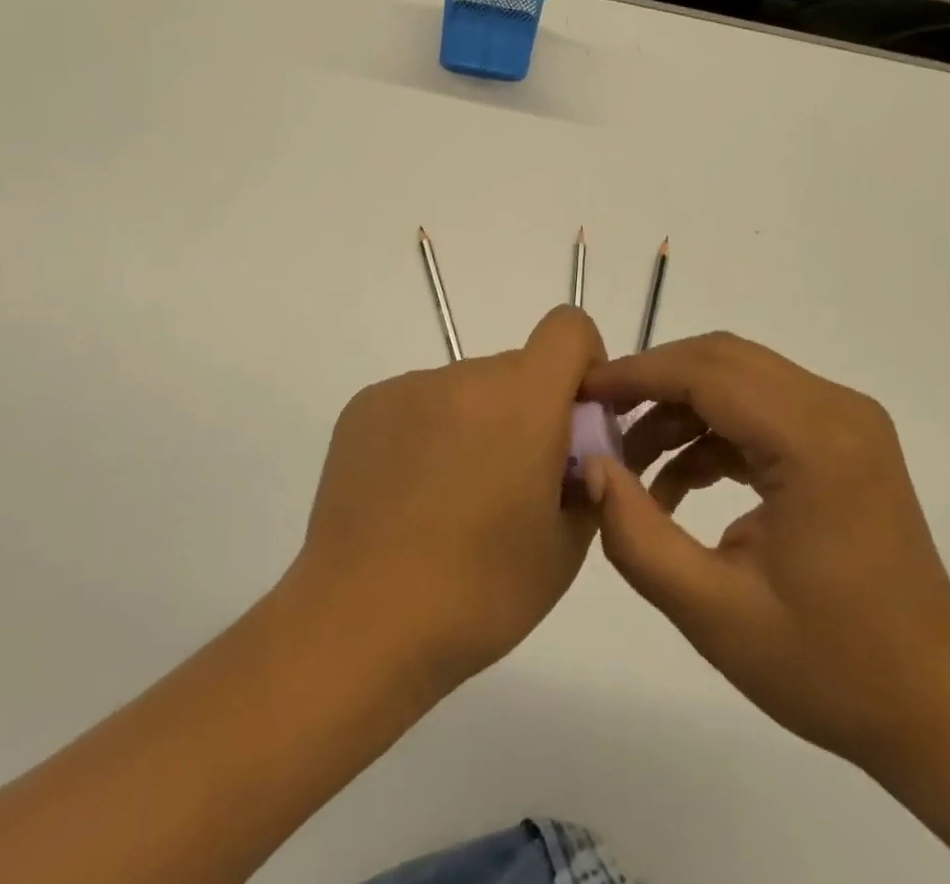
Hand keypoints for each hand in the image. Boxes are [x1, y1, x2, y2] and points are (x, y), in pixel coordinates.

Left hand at [290, 305, 606, 691]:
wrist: (361, 622)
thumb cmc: (480, 591)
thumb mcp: (565, 546)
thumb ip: (588, 479)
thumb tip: (577, 453)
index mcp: (525, 398)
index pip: (568, 327)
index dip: (582, 363)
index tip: (573, 419)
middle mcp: (466, 375)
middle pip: (516, 369)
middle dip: (527, 411)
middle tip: (511, 485)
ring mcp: (410, 387)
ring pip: (466, 390)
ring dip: (475, 424)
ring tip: (450, 501)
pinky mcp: (366, 405)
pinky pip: (418, 404)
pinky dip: (428, 434)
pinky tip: (408, 498)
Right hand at [579, 333, 949, 777]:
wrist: (937, 707)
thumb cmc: (830, 667)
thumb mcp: (713, 613)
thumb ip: (638, 536)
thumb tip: (594, 468)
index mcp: (814, 442)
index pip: (707, 373)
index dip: (637, 374)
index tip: (582, 392)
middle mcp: (836, 408)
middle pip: (722, 359)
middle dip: (653, 382)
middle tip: (600, 420)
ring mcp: (845, 418)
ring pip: (739, 377)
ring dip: (680, 407)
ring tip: (633, 463)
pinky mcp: (843, 436)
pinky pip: (761, 406)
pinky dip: (712, 429)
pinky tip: (679, 481)